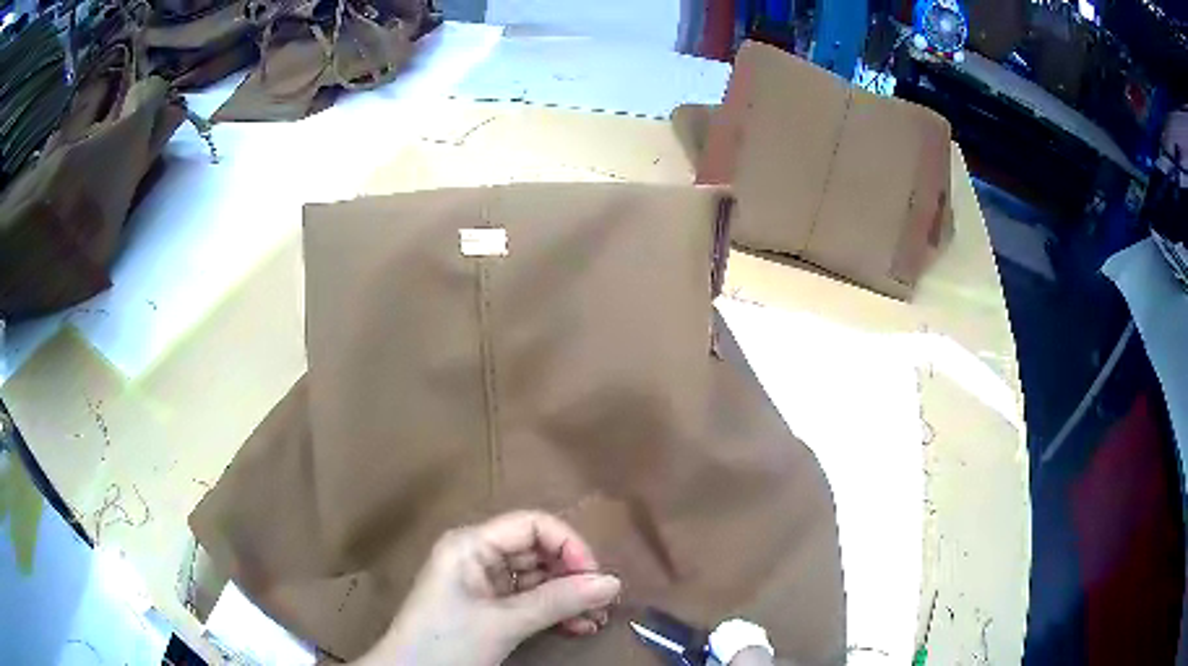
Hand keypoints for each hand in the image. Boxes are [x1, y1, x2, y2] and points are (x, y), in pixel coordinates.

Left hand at [354, 511, 622, 665]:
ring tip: (596, 621)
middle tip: (603, 604)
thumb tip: (613, 582)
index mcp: (471, 544)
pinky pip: (528, 600)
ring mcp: (481, 583)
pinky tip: (577, 628)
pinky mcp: (486, 607)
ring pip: (537, 579)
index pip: (532, 525)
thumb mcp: (505, 622)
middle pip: (537, 552)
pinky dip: (553, 612)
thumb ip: (559, 600)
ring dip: (568, 598)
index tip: (595, 577)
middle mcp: (477, 555)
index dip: (568, 545)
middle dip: (573, 577)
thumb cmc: (448, 642)